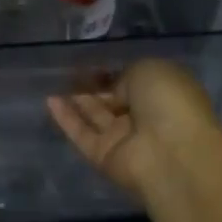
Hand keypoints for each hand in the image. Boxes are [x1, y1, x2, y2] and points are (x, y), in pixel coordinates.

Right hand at [47, 59, 221, 202]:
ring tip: (52, 81)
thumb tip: (114, 89)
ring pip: (95, 117)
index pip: (133, 83)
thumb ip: (126, 75)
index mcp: (163, 95)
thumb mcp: (149, 70)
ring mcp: (124, 140)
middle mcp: (145, 118)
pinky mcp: (104, 157)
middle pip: (113, 101)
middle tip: (67, 71)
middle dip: (92, 87)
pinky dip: (66, 119)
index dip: (113, 73)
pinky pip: (82, 134)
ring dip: (76, 100)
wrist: (172, 153)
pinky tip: (49, 100)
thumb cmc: (169, 102)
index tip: (91, 63)